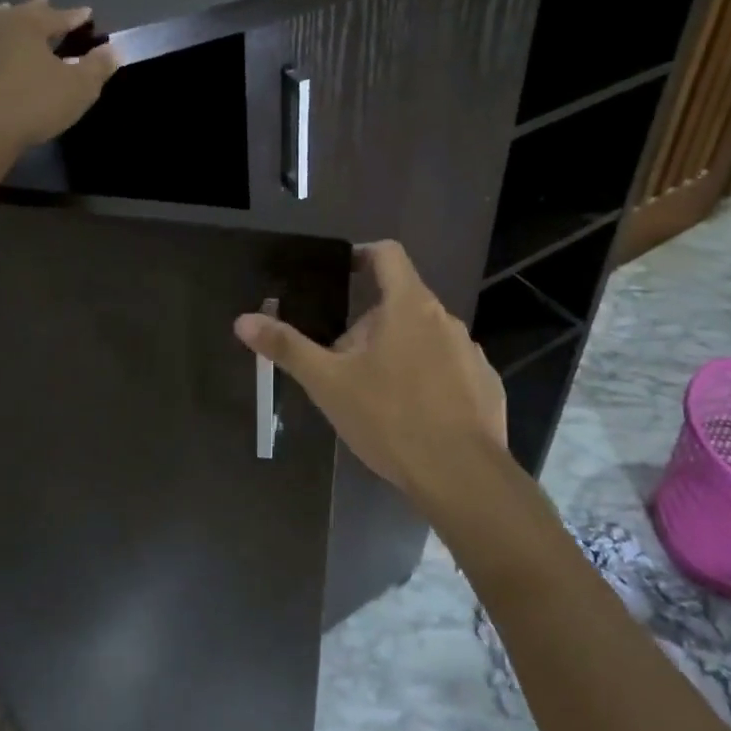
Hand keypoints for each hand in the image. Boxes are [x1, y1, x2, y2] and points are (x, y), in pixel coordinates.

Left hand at [0, 0, 118, 151]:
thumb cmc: (33, 105)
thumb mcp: (79, 89)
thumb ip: (97, 67)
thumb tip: (113, 49)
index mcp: (29, 25)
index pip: (58, 16)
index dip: (74, 16)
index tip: (86, 14)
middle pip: (20, 13)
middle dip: (35, 10)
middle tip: (43, 3)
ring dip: (0, 20)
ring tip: (6, 16)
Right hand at [233, 240, 512, 512]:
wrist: (461, 475)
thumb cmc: (390, 418)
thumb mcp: (328, 383)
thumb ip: (287, 347)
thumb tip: (243, 320)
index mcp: (408, 306)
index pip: (388, 254)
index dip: (363, 255)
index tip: (342, 273)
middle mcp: (445, 319)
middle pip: (402, 302)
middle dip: (372, 323)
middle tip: (344, 359)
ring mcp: (471, 352)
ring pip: (426, 337)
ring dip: (401, 351)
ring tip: (377, 392)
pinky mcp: (486, 385)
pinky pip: (450, 369)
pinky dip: (429, 379)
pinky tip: (415, 415)